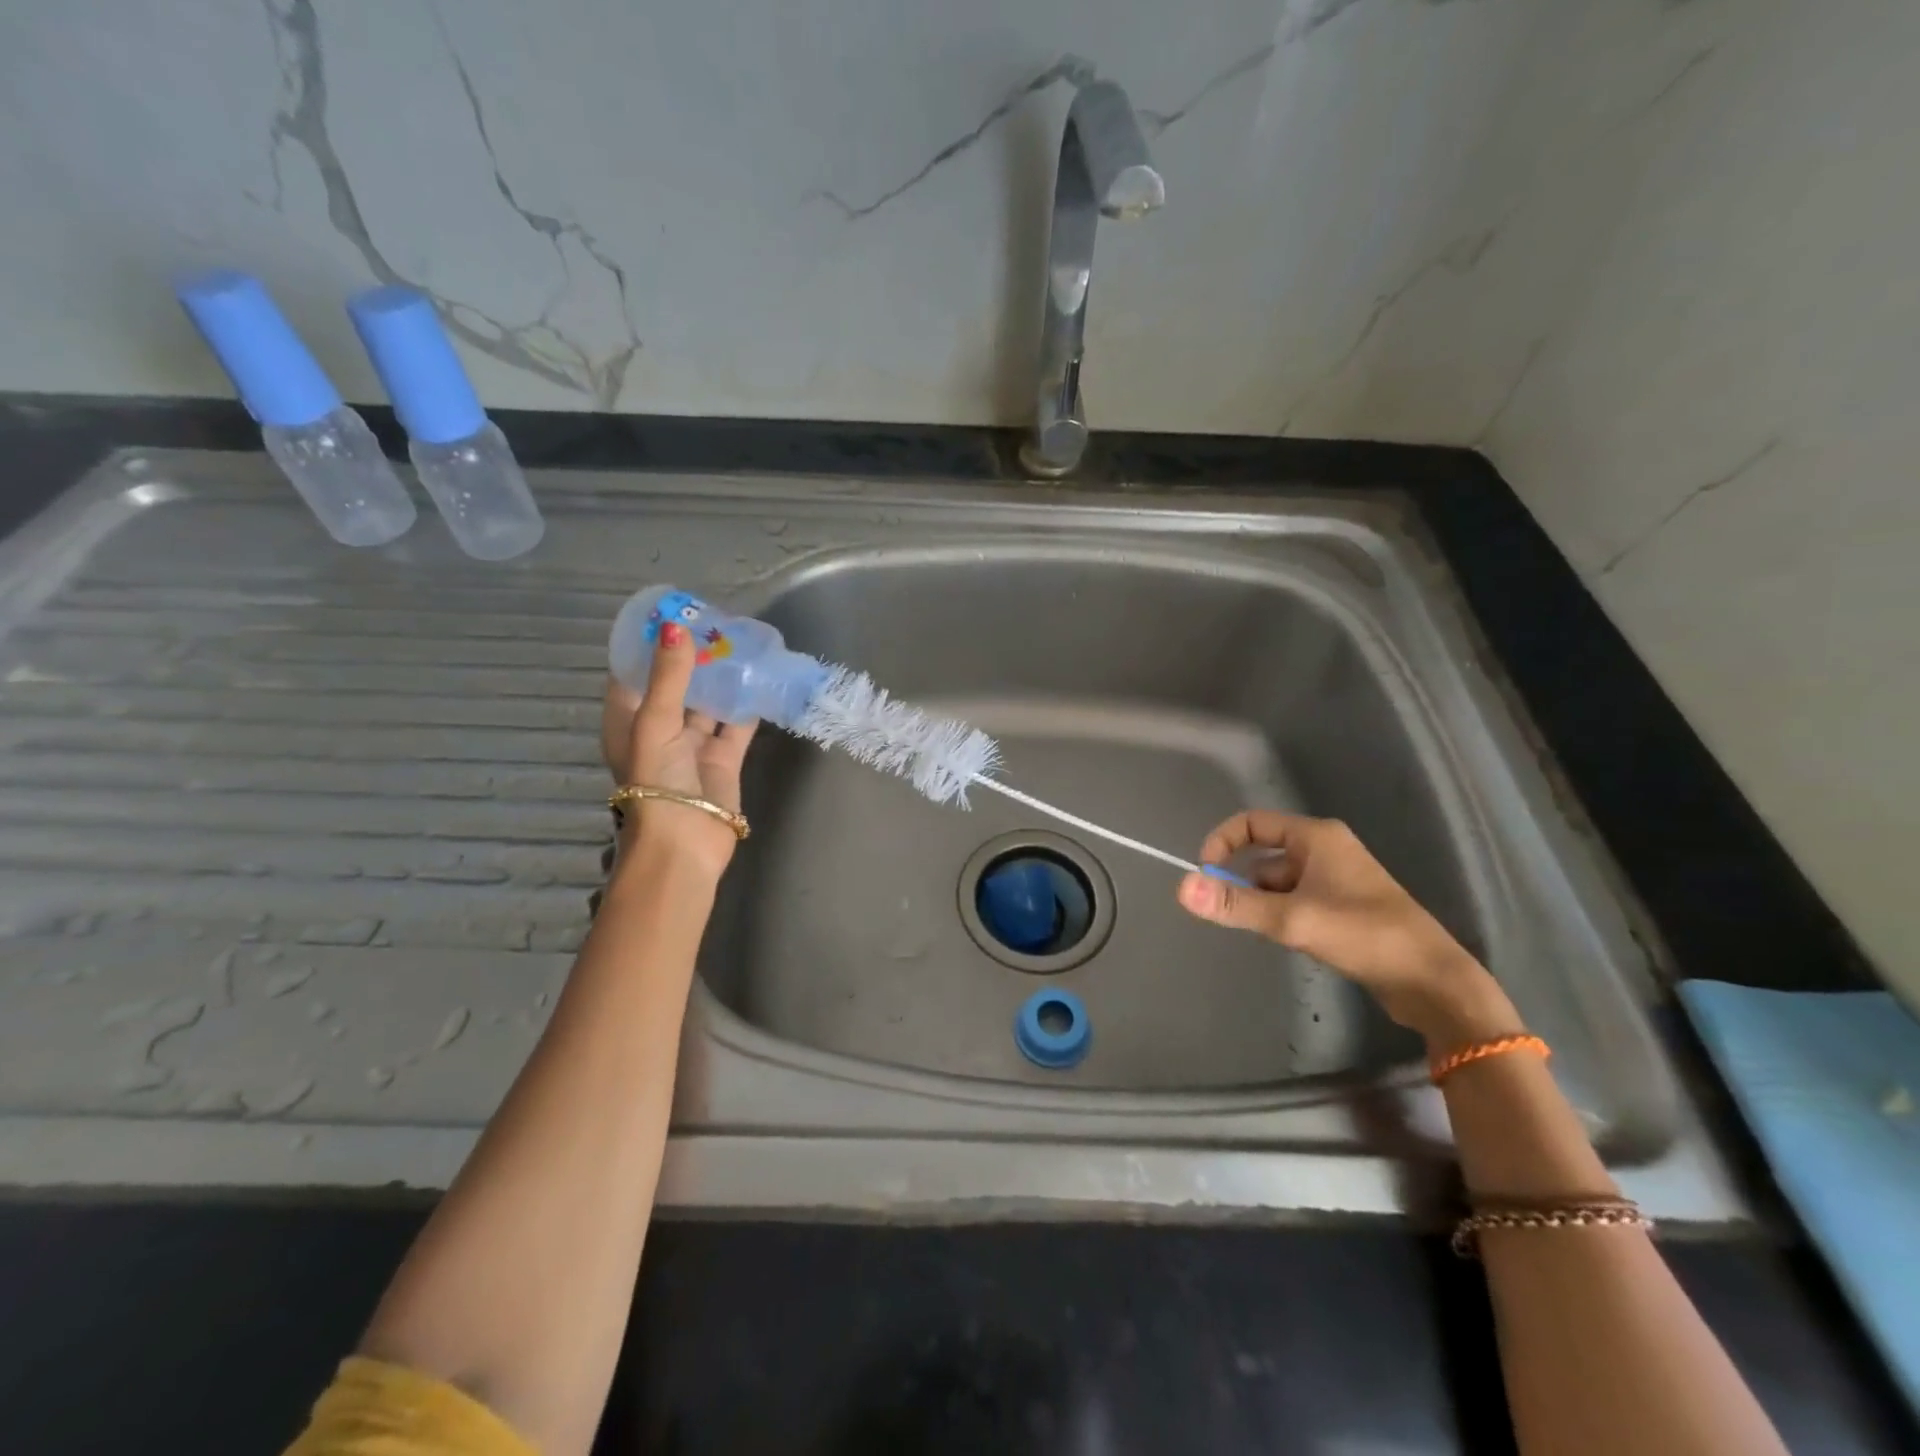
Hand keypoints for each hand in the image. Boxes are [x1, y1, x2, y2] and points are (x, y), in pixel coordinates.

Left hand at [600, 622, 756, 880]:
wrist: (685, 842)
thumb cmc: (656, 781)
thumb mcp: (655, 723)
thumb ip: (669, 676)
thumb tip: (675, 628)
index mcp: (629, 721)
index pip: (633, 673)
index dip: (649, 645)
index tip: (672, 615)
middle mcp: (659, 730)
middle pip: (675, 685)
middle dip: (692, 657)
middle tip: (715, 623)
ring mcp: (693, 745)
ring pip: (708, 703)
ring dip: (722, 678)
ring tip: (741, 642)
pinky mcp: (724, 759)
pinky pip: (736, 725)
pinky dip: (748, 704)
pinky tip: (762, 678)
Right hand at [1177, 811, 1518, 1044]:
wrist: (1432, 981)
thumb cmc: (1363, 935)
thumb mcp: (1292, 919)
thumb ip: (1235, 904)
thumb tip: (1182, 887)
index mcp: (1315, 837)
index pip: (1252, 823)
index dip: (1222, 843)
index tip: (1206, 876)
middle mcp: (1325, 849)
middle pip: (1263, 855)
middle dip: (1245, 883)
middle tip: (1238, 915)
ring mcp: (1337, 878)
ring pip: (1279, 882)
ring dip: (1266, 903)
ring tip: (1274, 933)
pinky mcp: (1345, 905)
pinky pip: (1297, 899)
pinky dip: (1285, 915)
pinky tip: (1292, 940)